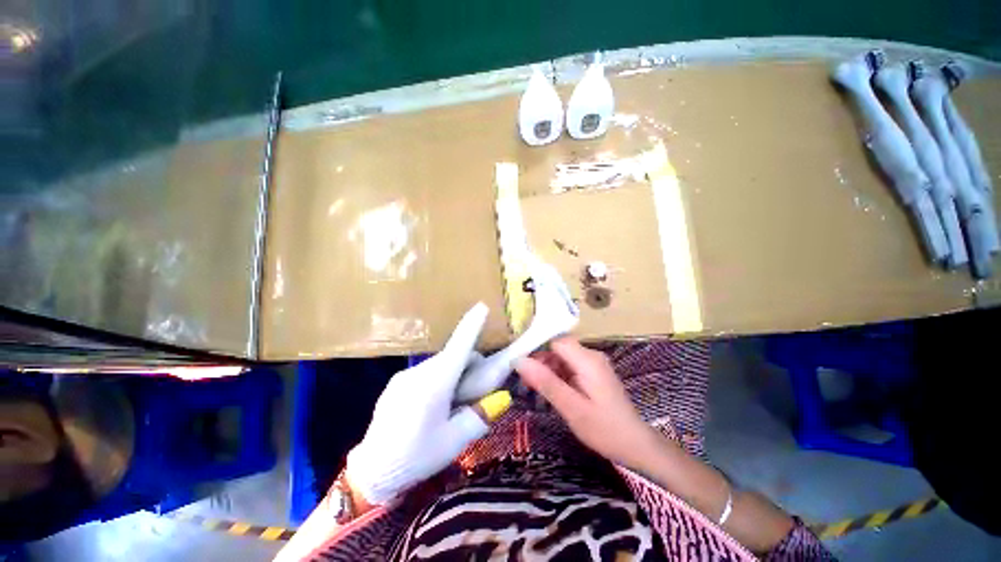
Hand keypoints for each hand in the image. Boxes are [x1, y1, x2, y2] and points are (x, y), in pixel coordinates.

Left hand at [346, 303, 507, 505]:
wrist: (370, 473)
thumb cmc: (416, 458)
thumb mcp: (454, 442)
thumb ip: (480, 416)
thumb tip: (500, 399)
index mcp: (435, 384)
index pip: (459, 347)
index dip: (471, 326)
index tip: (481, 306)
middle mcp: (418, 373)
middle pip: (453, 357)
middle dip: (469, 365)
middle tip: (476, 391)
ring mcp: (404, 377)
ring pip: (440, 365)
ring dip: (452, 375)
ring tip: (452, 405)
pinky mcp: (396, 384)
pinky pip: (425, 374)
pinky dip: (438, 381)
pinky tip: (432, 407)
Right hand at [516, 337, 657, 470]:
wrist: (636, 446)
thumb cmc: (604, 429)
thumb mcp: (572, 408)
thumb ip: (546, 382)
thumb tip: (519, 361)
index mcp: (587, 360)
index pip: (555, 341)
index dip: (535, 348)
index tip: (519, 364)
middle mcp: (591, 356)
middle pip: (558, 348)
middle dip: (540, 361)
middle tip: (524, 381)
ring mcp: (593, 364)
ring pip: (562, 357)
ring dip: (547, 369)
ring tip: (533, 388)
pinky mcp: (593, 373)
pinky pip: (569, 366)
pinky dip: (556, 375)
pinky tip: (549, 390)